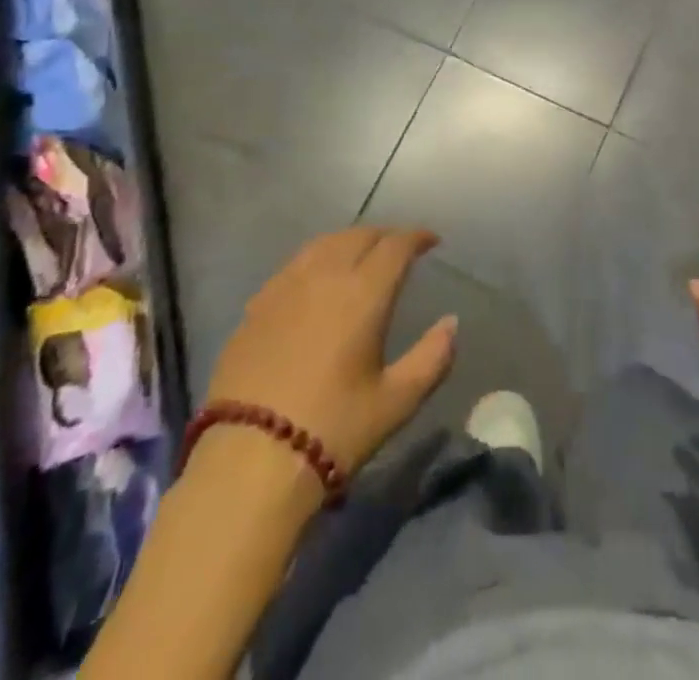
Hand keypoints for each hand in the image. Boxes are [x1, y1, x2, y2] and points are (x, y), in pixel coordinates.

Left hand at [204, 228, 456, 477]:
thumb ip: (432, 357)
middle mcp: (324, 276)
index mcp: (363, 293)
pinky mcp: (256, 306)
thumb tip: (451, 323)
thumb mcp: (396, 402)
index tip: (431, 241)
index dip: (417, 237)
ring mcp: (284, 287)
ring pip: (322, 244)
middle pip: (358, 235)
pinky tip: (316, 281)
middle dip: (384, 235)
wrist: (248, 462)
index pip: (395, 246)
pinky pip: (294, 265)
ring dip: (349, 241)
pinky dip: (316, 260)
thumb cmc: (333, 430)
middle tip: (399, 248)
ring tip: (360, 255)